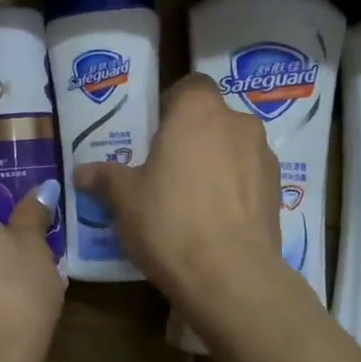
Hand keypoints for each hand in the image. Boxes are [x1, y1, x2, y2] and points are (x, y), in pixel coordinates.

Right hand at [74, 74, 283, 313]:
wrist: (230, 275)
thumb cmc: (169, 221)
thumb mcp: (125, 199)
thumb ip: (105, 178)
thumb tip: (81, 172)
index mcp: (199, 111)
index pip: (190, 86)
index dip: (172, 104)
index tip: (154, 133)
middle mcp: (238, 123)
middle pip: (213, 119)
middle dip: (192, 138)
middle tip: (166, 169)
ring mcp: (264, 158)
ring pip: (233, 149)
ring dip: (216, 164)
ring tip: (191, 200)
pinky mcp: (278, 192)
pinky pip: (249, 179)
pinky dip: (234, 190)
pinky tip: (214, 222)